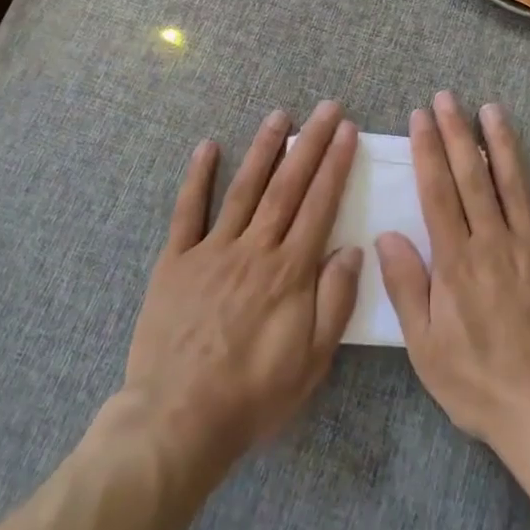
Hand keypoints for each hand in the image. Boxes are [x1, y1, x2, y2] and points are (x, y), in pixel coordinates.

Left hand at [124, 101, 363, 464]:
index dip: (335, 165)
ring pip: (244, 188)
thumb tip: (352, 249)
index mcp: (289, 271)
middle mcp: (254, 249)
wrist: (177, 422)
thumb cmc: (252, 395)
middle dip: (311, 143)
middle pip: (288, 185)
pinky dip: (198, 177)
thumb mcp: (311, 361)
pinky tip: (208, 146)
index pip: (320, 204)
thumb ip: (334, 301)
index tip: (347, 131)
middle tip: (327, 108)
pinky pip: (188, 211)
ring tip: (280, 114)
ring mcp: (212, 250)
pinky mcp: (176, 261)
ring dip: (264, 148)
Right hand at [376, 92, 529, 452]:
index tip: (421, 117)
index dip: (427, 151)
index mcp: (457, 261)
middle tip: (448, 98)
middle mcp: (495, 242)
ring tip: (492, 108)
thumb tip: (386, 236)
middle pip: (472, 177)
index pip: (437, 192)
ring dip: (502, 143)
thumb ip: (407, 287)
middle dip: (457, 132)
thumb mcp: (426, 347)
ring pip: (516, 184)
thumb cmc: (479, 383)